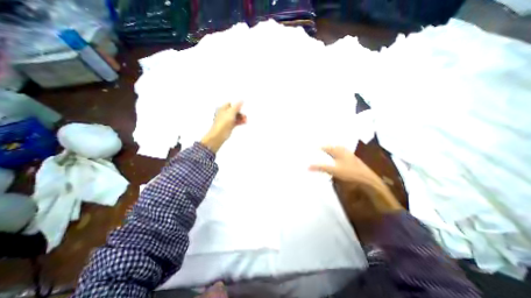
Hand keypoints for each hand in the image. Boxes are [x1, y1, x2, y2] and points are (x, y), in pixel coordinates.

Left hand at [201, 103, 245, 153]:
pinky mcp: (229, 126)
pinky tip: (244, 122)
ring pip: (235, 117)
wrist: (219, 134)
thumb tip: (241, 101)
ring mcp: (227, 120)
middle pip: (234, 111)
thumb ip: (237, 107)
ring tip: (245, 119)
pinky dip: (240, 121)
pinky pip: (236, 122)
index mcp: (223, 109)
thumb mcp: (231, 113)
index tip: (242, 107)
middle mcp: (224, 114)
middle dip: (240, 112)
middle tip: (244, 115)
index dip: (236, 105)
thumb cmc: (223, 123)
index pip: (230, 104)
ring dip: (241, 117)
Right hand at [310, 145, 379, 184]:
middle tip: (321, 149)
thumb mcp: (333, 170)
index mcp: (338, 151)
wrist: (367, 179)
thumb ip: (320, 167)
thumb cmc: (349, 172)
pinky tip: (339, 160)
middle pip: (334, 147)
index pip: (327, 147)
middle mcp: (344, 151)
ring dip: (334, 150)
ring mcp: (350, 155)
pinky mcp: (353, 160)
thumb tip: (308, 167)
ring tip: (329, 152)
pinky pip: (344, 155)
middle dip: (327, 147)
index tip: (314, 148)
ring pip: (340, 150)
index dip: (320, 148)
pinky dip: (339, 155)